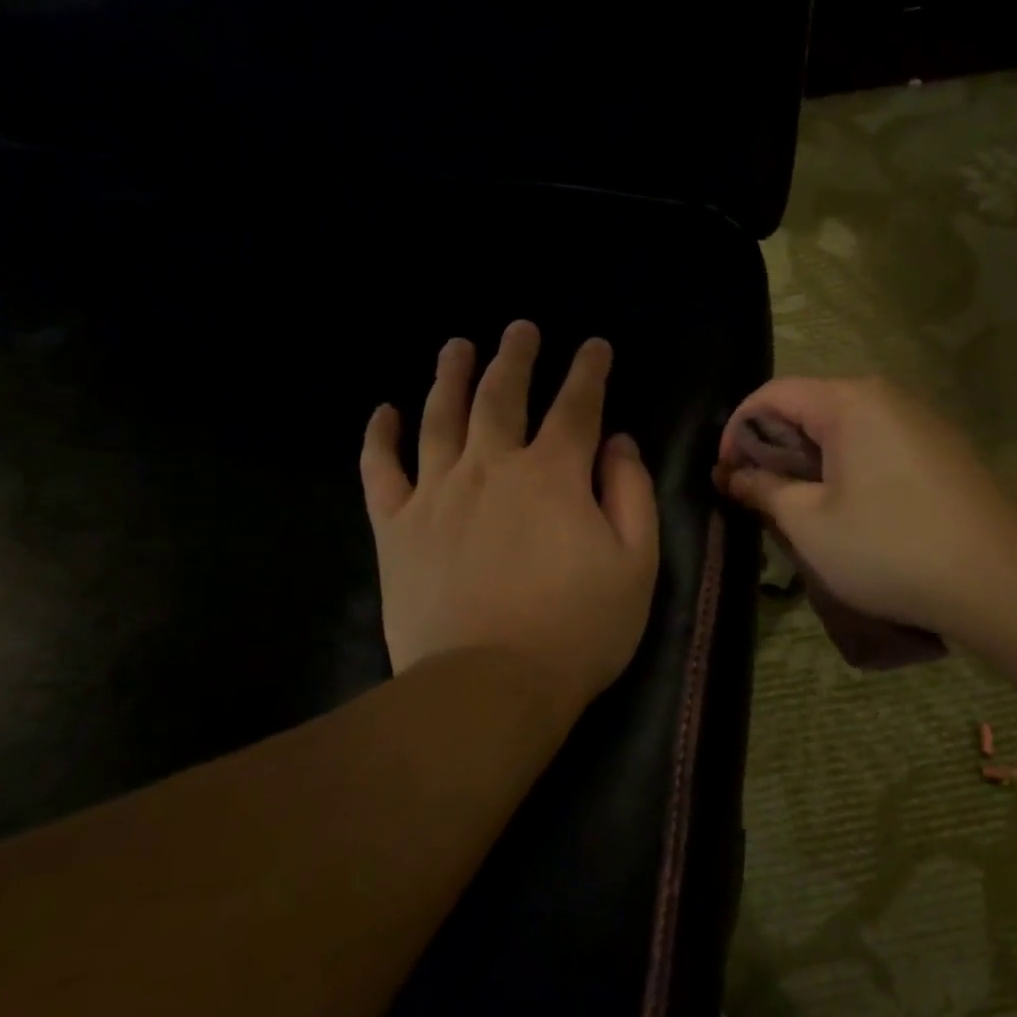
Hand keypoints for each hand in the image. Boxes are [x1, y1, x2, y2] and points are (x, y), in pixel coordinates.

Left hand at [361, 321, 659, 723]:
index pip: (576, 406)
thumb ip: (632, 493)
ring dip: (450, 376)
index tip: (594, 346)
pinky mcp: (397, 528)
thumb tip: (618, 443)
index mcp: (553, 474)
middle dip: (515, 357)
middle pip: (502, 396)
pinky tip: (383, 412)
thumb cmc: (577, 630)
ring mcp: (437, 493)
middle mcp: (491, 467)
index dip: (588, 371)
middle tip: (520, 329)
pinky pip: (381, 470)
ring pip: (439, 417)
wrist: (489, 687)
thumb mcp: (636, 563)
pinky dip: (379, 438)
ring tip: (456, 347)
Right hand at [715, 377, 1016, 639]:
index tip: (725, 476)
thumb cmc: (890, 548)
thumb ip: (764, 490)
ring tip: (798, 511)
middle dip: (773, 450)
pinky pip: (876, 447)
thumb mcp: (810, 524)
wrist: (1000, 582)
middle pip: (809, 408)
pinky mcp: (941, 451)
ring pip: (843, 430)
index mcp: (850, 402)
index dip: (736, 431)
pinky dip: (846, 470)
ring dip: (809, 464)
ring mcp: (920, 422)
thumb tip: (733, 475)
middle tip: (757, 499)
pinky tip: (848, 513)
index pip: (772, 395)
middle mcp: (887, 397)